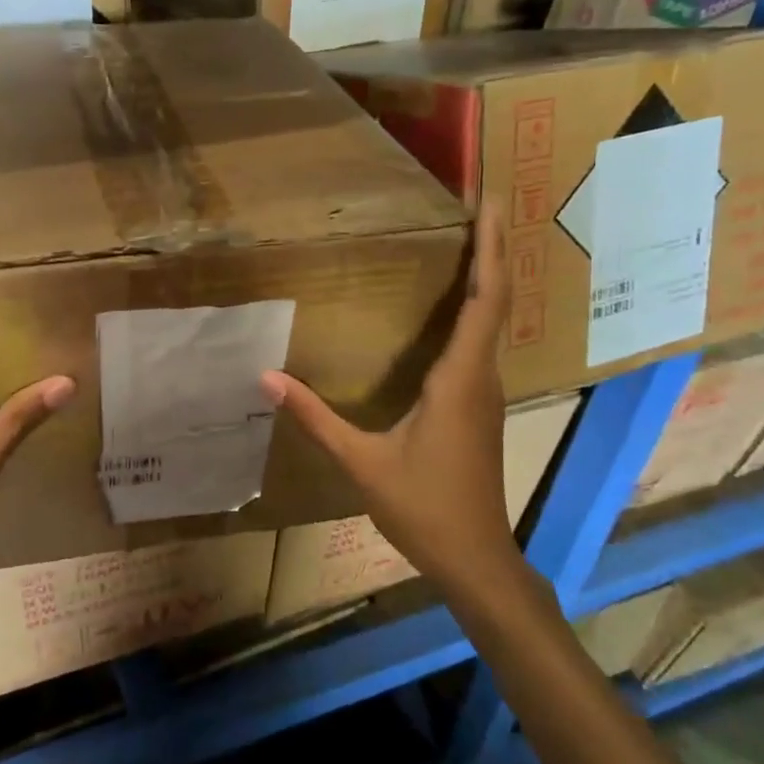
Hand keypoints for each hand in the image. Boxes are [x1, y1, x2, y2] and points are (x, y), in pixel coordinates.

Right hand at [261, 198, 516, 599]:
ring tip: (471, 240)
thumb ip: (315, 417)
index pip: (484, 302)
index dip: (492, 251)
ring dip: (488, 277)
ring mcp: (485, 393)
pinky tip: (454, 306)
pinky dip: (476, 310)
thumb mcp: (361, 461)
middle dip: (495, 250)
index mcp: (459, 380)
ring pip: (493, 322)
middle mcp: (481, 378)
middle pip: (497, 301)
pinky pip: (482, 344)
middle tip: (484, 205)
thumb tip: (267, 378)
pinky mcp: (479, 407)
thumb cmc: (423, 507)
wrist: (475, 558)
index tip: (491, 206)